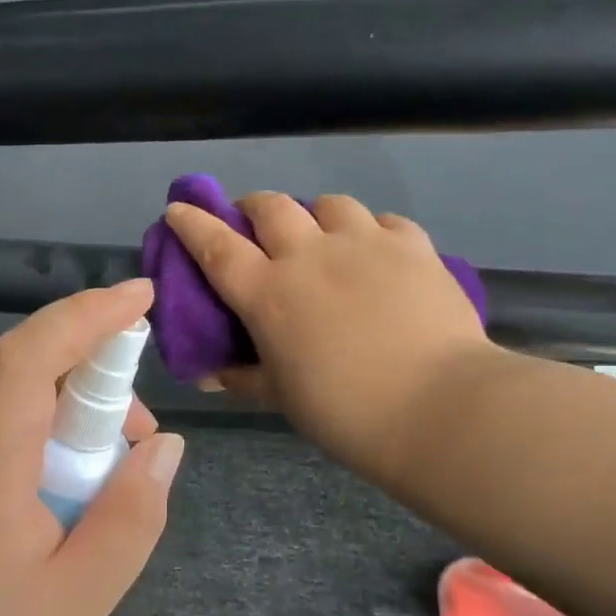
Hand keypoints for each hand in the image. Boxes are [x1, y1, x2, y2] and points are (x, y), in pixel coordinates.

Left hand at [0, 279, 182, 615]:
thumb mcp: (74, 602)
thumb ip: (130, 518)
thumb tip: (163, 447)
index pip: (32, 352)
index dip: (89, 313)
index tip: (142, 296)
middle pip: (21, 368)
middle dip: (92, 373)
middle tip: (137, 437)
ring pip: (4, 398)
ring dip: (65, 409)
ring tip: (102, 477)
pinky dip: (34, 433)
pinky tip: (51, 497)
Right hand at [164, 192, 491, 485]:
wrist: (436, 407)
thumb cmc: (345, 411)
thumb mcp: (283, 398)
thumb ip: (244, 378)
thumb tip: (211, 375)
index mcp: (268, 292)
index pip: (215, 245)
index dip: (192, 223)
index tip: (179, 208)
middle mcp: (309, 253)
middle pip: (270, 206)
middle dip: (253, 207)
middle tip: (254, 222)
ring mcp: (363, 242)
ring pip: (328, 203)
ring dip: (315, 215)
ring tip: (323, 235)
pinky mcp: (411, 244)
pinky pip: (383, 220)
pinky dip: (372, 230)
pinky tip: (378, 250)